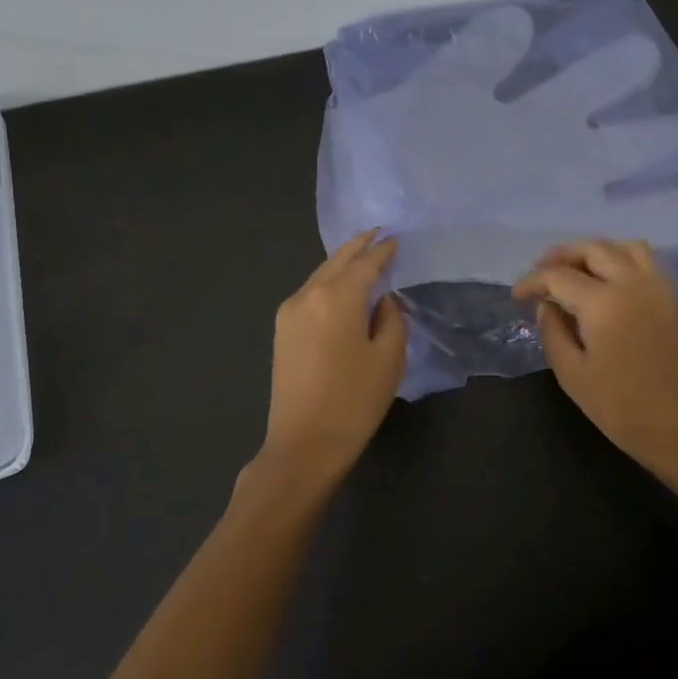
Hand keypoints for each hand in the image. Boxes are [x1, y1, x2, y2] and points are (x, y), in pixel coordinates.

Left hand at [256, 231, 406, 493]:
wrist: (304, 444)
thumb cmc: (354, 401)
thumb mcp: (388, 358)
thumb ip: (391, 319)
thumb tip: (382, 300)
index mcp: (337, 298)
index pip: (365, 263)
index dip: (383, 250)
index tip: (395, 239)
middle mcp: (308, 295)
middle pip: (336, 261)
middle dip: (358, 247)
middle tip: (377, 234)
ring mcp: (289, 312)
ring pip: (320, 275)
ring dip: (341, 263)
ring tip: (362, 255)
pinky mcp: (282, 331)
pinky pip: (310, 293)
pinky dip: (328, 282)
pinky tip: (341, 286)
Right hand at [512, 239, 677, 472]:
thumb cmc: (620, 407)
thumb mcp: (572, 374)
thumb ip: (553, 332)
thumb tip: (547, 305)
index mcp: (603, 302)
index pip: (558, 276)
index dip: (532, 282)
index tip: (517, 296)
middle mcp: (632, 283)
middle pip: (593, 249)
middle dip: (562, 255)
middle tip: (542, 273)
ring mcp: (658, 289)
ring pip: (625, 247)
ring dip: (596, 251)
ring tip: (577, 270)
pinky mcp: (673, 300)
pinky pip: (646, 262)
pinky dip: (622, 260)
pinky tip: (609, 283)